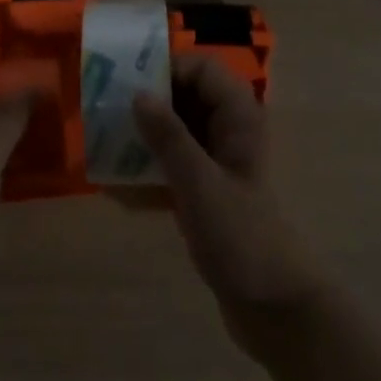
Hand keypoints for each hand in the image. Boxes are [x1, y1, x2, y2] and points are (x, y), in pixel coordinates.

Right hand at [133, 54, 329, 355]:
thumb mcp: (199, 182)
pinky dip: (148, 174)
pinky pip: (172, 168)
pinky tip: (116, 189)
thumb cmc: (242, 236)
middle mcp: (229, 132)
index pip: (201, 69)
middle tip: (106, 111)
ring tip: (103, 145)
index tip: (127, 82)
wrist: (276, 311)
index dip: (166, 68)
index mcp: (237, 117)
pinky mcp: (207, 194)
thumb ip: (168, 136)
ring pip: (175, 133)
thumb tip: (138, 93)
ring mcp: (217, 164)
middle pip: (184, 98)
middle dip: (146, 104)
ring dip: (142, 139)